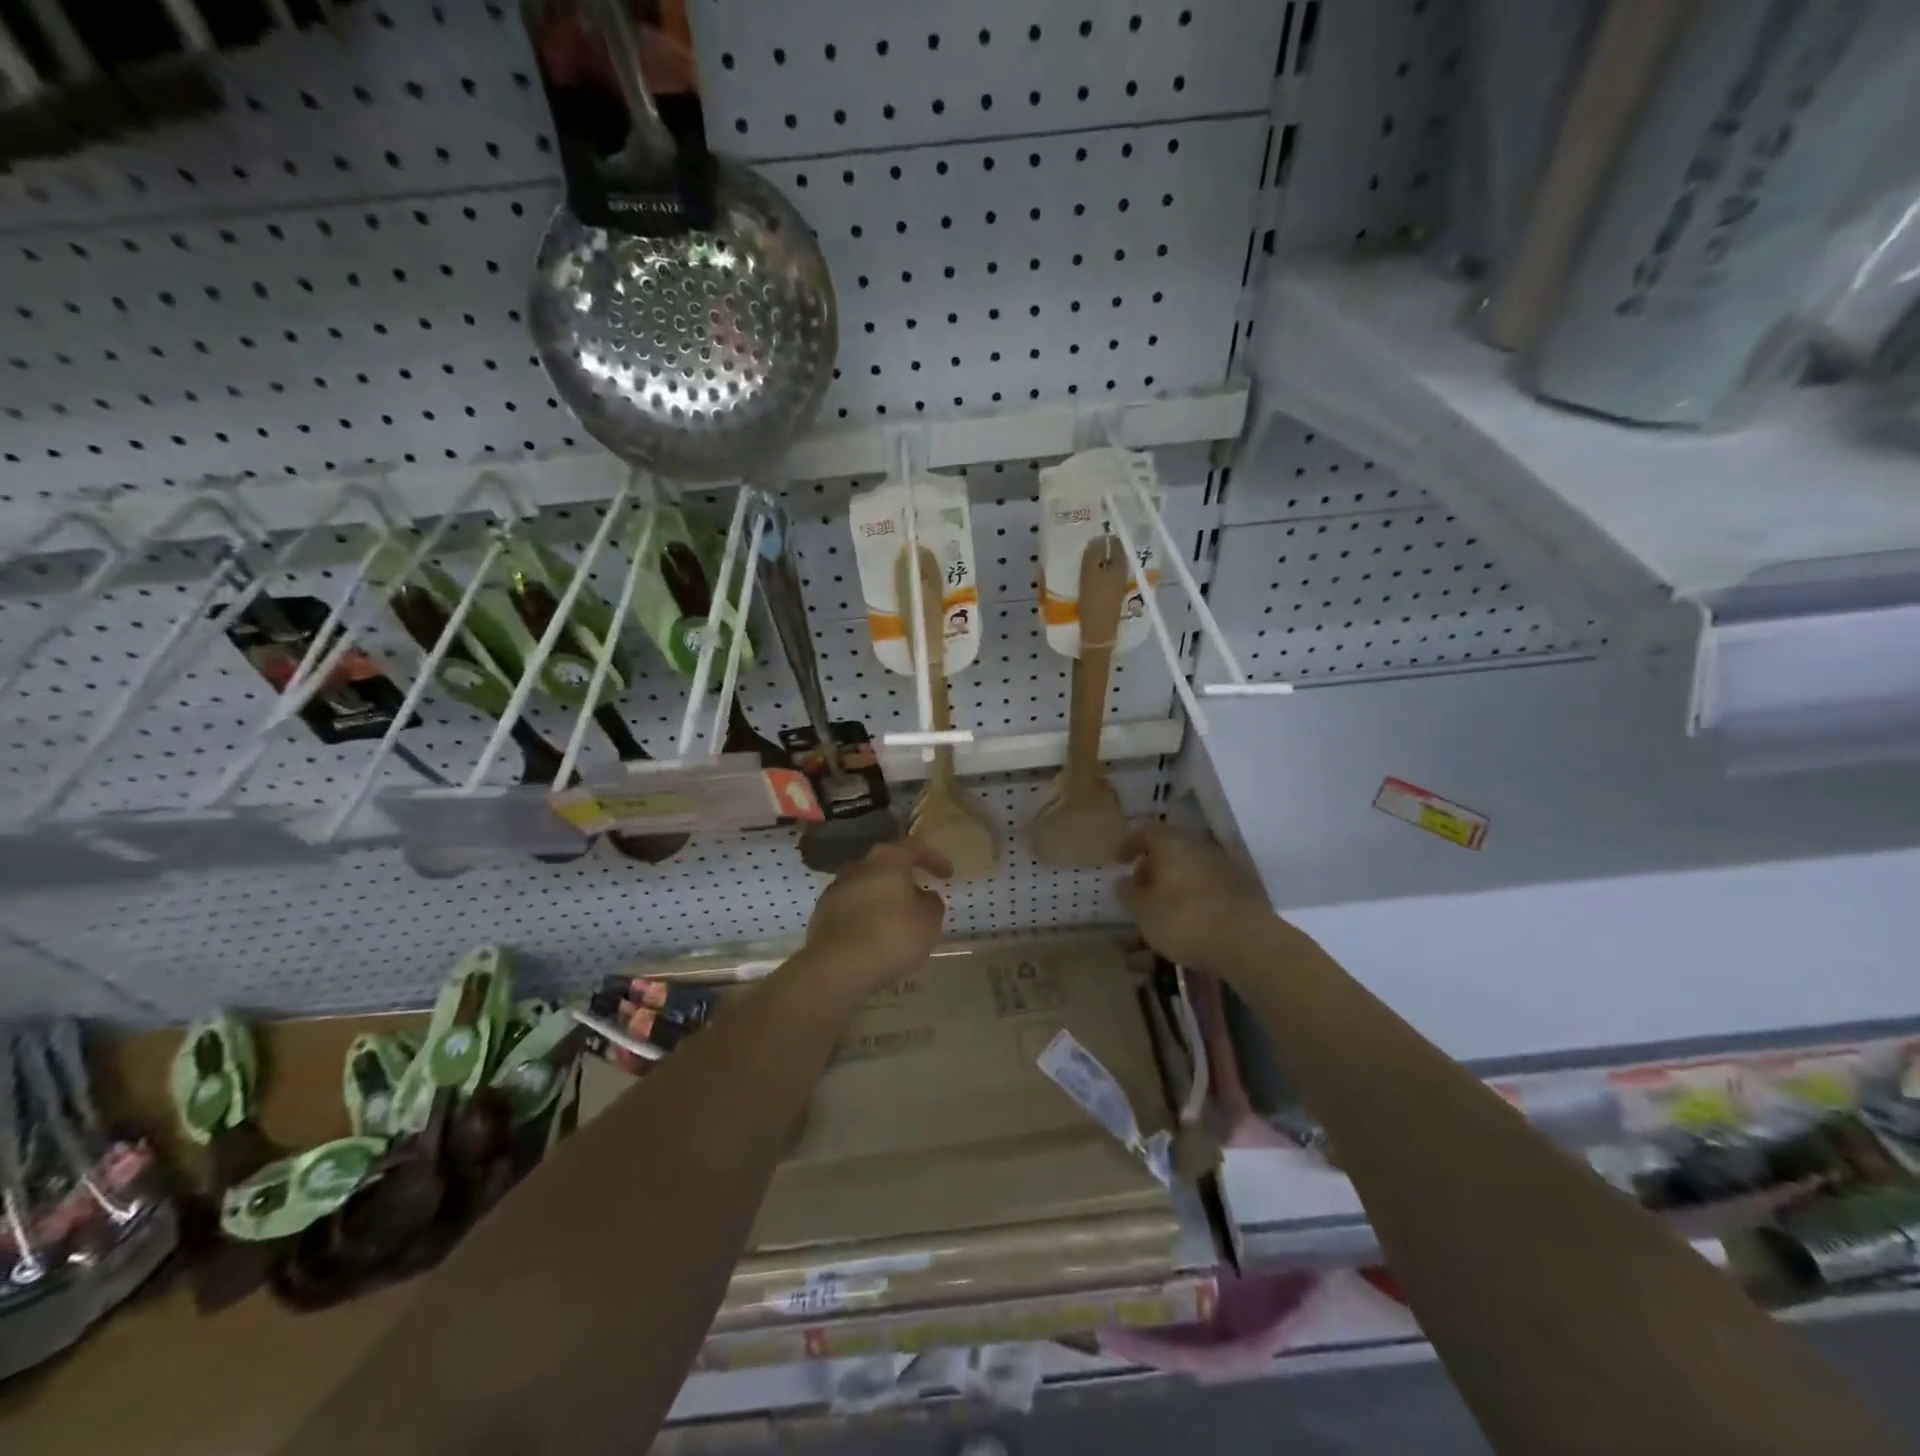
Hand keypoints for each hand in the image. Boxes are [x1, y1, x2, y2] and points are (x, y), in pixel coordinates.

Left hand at [802, 840, 950, 997]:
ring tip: (898, 921)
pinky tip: (875, 937)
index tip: (947, 875)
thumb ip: (932, 903)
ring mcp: (836, 889)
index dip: (934, 858)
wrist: (837, 966)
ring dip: (884, 899)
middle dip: (905, 879)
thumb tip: (924, 897)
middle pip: (887, 865)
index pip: (915, 847)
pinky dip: (866, 916)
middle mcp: (859, 866)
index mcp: (888, 859)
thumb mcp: (929, 921)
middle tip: (920, 896)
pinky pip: (852, 909)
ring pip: (867, 887)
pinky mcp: (822, 914)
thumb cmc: (892, 935)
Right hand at [1119, 821, 1268, 969]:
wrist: (1245, 940)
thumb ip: (1128, 892)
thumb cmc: (1183, 918)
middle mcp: (1198, 847)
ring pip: (1188, 871)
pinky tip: (1187, 922)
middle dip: (1151, 869)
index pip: (1145, 831)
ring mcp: (1222, 867)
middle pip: (1169, 850)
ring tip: (1160, 912)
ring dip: (1172, 886)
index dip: (1129, 845)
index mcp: (1171, 844)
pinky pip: (1206, 888)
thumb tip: (1122, 880)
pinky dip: (1192, 899)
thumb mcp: (1143, 910)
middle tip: (1139, 890)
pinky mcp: (1239, 890)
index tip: (1119, 863)